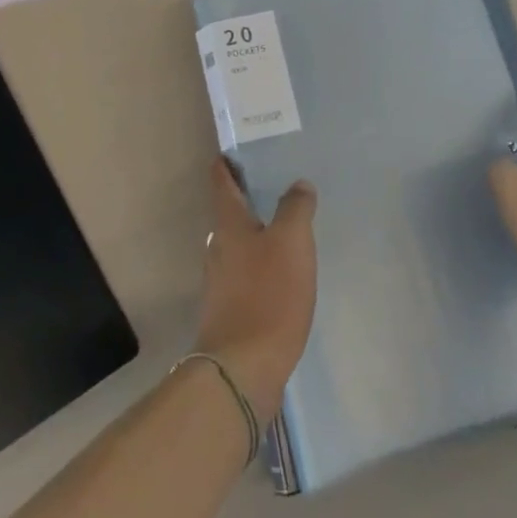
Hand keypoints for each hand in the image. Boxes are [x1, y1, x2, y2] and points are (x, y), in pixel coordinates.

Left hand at [193, 158, 316, 422]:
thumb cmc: (267, 295)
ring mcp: (220, 281)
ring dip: (255, 232)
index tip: (233, 149)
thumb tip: (298, 185)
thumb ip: (295, 208)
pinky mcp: (230, 309)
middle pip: (228, 213)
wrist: (243, 368)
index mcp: (228, 225)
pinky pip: (245, 273)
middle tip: (273, 183)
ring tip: (284, 225)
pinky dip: (260, 262)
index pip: (221, 182)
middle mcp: (218, 248)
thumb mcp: (291, 242)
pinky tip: (281, 270)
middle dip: (246, 197)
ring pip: (237, 244)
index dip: (226, 163)